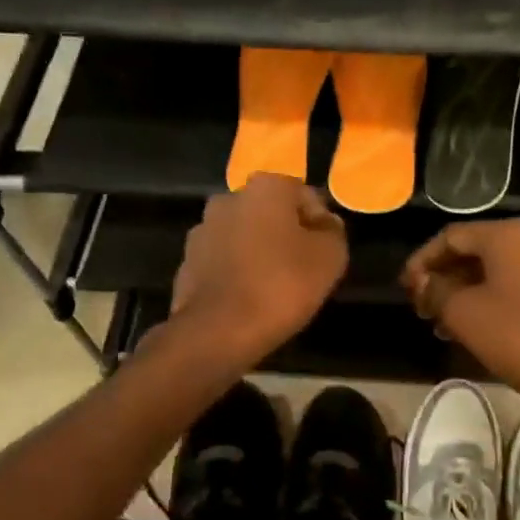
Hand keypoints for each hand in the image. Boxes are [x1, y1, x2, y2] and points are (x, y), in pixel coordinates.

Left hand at [170, 175, 348, 363]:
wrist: (217, 331)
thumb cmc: (281, 285)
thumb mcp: (330, 257)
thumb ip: (332, 231)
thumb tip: (324, 222)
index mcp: (265, 188)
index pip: (303, 194)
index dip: (318, 222)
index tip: (324, 251)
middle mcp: (229, 198)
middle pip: (269, 212)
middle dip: (285, 233)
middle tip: (302, 267)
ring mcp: (202, 229)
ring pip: (243, 234)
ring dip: (258, 250)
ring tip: (274, 285)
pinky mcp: (187, 261)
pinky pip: (223, 260)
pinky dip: (236, 271)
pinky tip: (248, 296)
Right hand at [401, 220, 519, 416]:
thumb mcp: (465, 314)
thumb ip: (436, 291)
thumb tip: (422, 282)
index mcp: (508, 235)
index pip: (451, 237)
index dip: (422, 261)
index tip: (405, 287)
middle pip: (476, 252)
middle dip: (444, 278)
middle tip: (421, 306)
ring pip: (497, 272)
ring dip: (466, 293)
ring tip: (442, 324)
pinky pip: (519, 287)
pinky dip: (493, 301)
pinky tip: (477, 328)